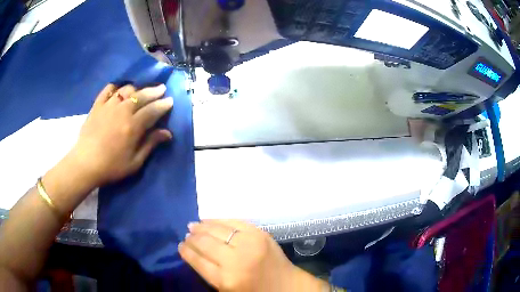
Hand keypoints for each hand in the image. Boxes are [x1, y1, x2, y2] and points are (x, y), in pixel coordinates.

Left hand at [68, 83, 172, 185]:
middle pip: (141, 95)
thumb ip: (150, 144)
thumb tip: (167, 133)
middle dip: (154, 91)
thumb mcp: (134, 162)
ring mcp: (108, 106)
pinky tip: (118, 90)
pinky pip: (108, 89)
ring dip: (136, 89)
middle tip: (161, 89)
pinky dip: (115, 87)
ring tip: (140, 91)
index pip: (152, 110)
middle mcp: (122, 111)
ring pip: (126, 89)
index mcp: (133, 126)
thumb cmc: (111, 167)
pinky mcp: (97, 105)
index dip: (163, 105)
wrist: (85, 164)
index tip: (170, 101)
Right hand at [179, 220, 327, 291]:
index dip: (186, 251)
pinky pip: (234, 222)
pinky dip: (219, 220)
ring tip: (193, 226)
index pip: (198, 261)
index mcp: (226, 280)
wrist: (287, 286)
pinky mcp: (260, 234)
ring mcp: (250, 244)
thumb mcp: (227, 291)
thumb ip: (209, 273)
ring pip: (217, 230)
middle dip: (192, 238)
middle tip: (186, 235)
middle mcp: (236, 261)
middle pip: (205, 243)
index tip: (180, 246)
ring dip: (202, 227)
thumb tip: (193, 253)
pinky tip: (210, 221)